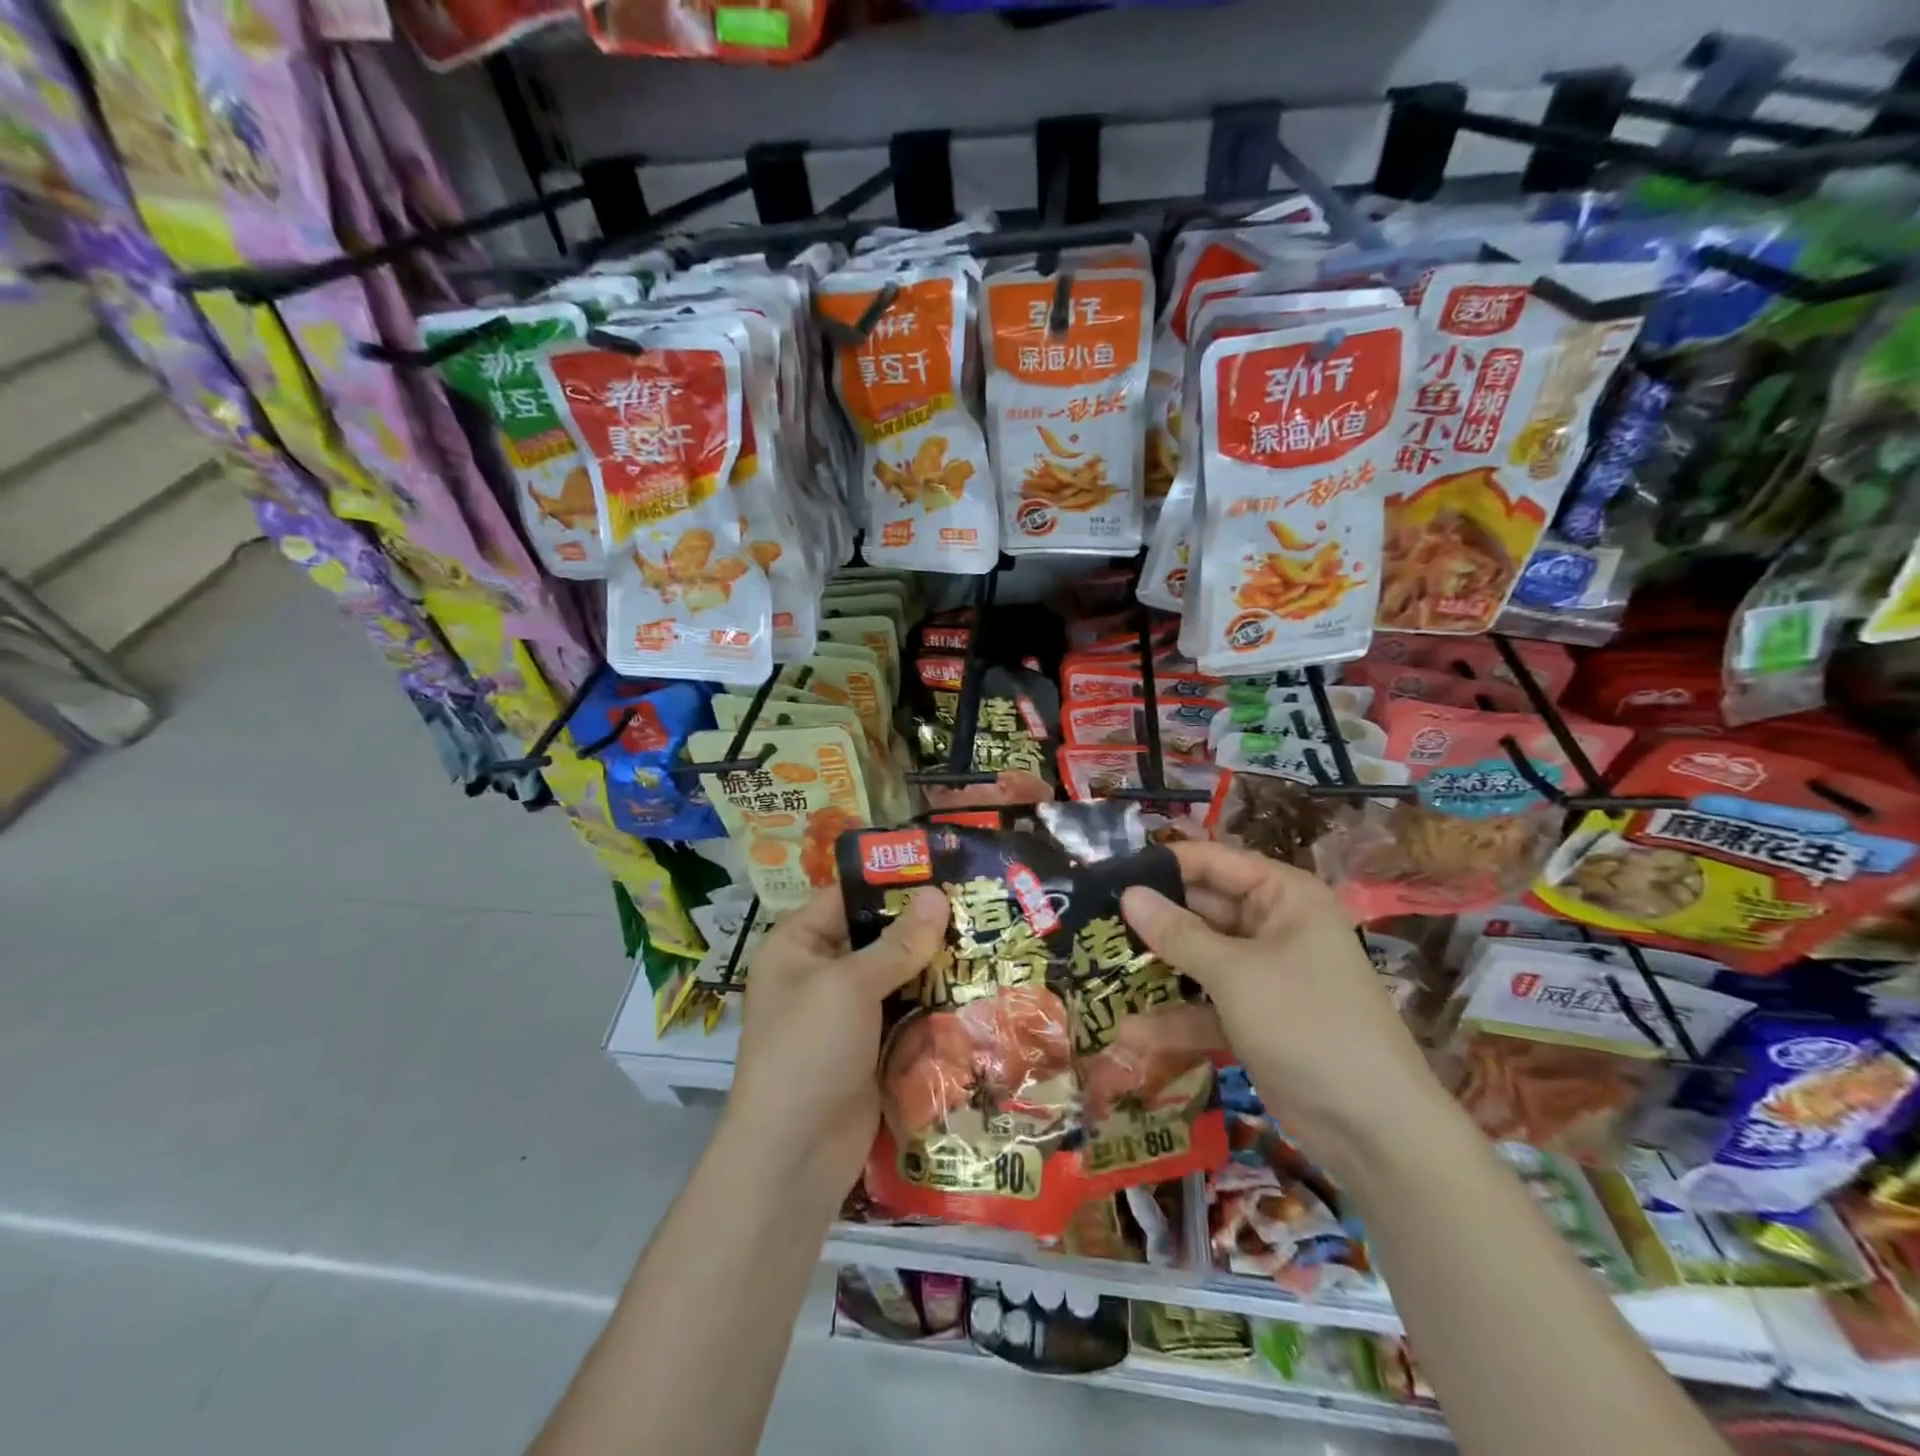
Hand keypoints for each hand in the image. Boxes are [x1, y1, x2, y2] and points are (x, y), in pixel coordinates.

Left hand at [725, 886, 949, 1200]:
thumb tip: (937, 896)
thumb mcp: (850, 986)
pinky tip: (975, 990)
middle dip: (922, 927)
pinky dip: (933, 1005)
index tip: (942, 869)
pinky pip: (906, 1014)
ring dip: (934, 967)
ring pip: (897, 976)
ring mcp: (846, 1014)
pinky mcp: (870, 1048)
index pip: (847, 897)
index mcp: (797, 946)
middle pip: (876, 937)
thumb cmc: (809, 1050)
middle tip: (976, 906)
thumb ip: (897, 943)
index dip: (891, 882)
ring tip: (986, 941)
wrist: (794, 1156)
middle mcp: (819, 973)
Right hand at [1120, 842, 1443, 1172]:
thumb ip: (1177, 933)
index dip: (1162, 866)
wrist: (1374, 1129)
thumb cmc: (1307, 1024)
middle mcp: (1273, 927)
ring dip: (1157, 969)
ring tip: (1098, 967)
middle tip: (1093, 921)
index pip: (1213, 863)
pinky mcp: (1254, 1019)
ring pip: (1198, 960)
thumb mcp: (1235, 973)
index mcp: (1282, 897)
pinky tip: (1130, 1033)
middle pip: (1201, 910)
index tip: (1108, 873)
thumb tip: (1127, 894)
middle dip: (1152, 919)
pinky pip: (1206, 1006)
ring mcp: (1263, 976)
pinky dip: (1175, 1019)